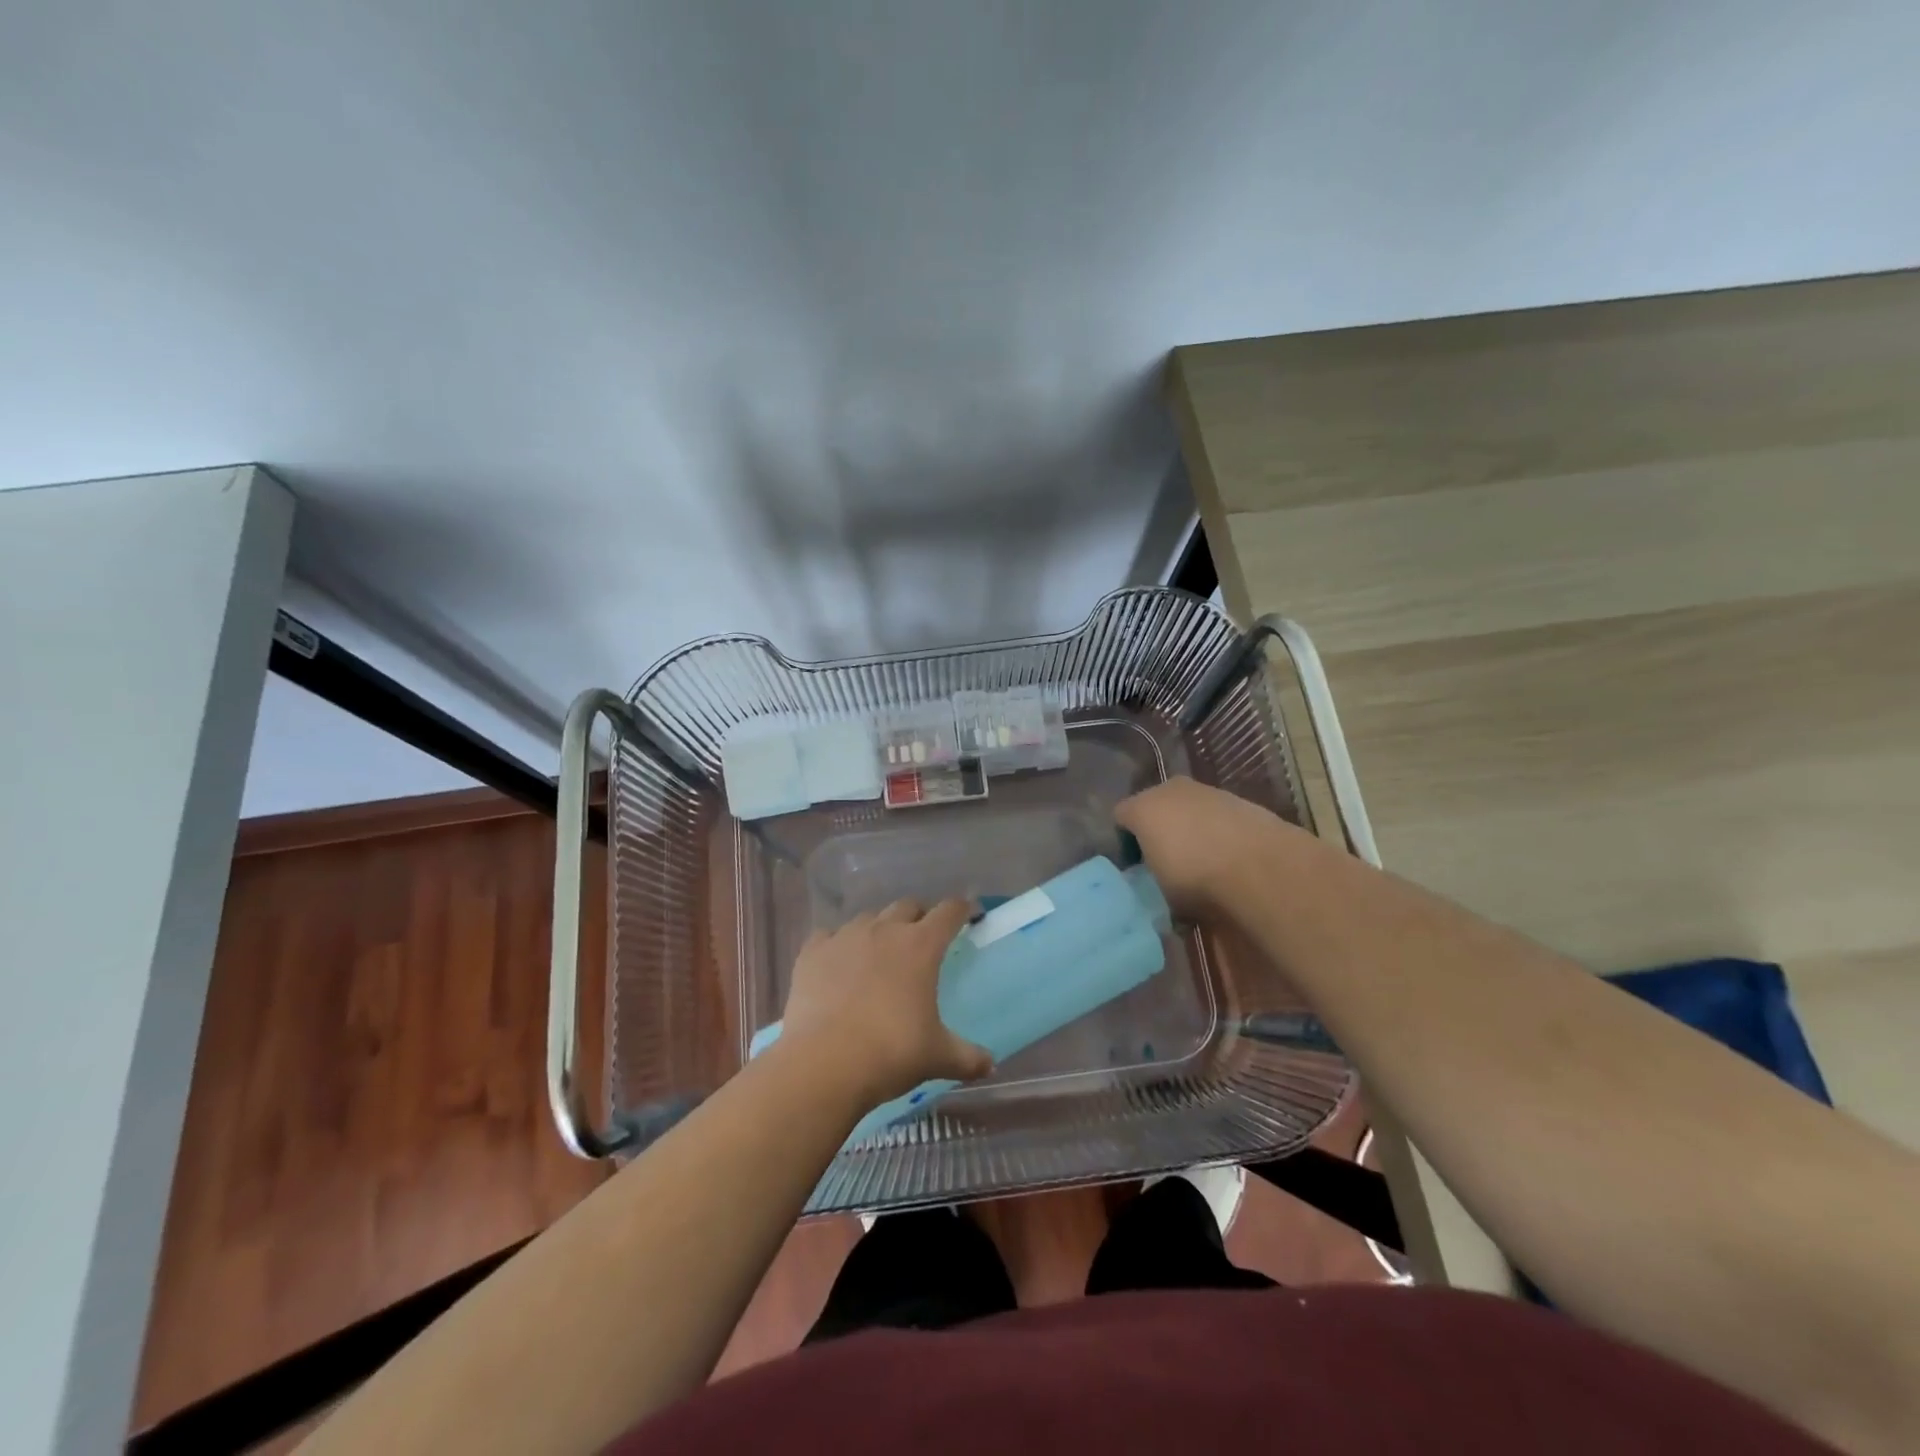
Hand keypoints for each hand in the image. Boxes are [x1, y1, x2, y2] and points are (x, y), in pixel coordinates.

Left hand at [779, 898, 993, 1108]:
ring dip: (879, 928)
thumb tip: (990, 1065)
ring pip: (868, 918)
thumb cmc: (891, 1053)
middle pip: (907, 906)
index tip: (969, 913)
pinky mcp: (813, 952)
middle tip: (923, 938)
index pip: (949, 912)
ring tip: (879, 952)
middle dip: (919, 916)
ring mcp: (845, 937)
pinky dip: (837, 944)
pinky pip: (828, 935)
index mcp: (921, 946)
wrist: (825, 1063)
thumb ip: (967, 1056)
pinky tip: (837, 963)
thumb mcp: (938, 1057)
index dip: (963, 909)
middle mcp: (884, 930)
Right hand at [1114, 776, 1295, 918]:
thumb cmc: (1195, 877)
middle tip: (1165, 864)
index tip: (1135, 867)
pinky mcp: (1241, 801)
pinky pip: (1218, 818)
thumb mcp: (1159, 891)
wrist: (1261, 867)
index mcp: (1143, 807)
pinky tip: (1229, 861)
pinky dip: (1219, 833)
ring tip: (1202, 866)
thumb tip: (1156, 884)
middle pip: (1156, 809)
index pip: (1122, 817)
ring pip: (1190, 810)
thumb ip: (1150, 878)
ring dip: (1191, 831)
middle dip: (1159, 831)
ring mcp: (1209, 792)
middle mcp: (1171, 790)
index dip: (1125, 842)